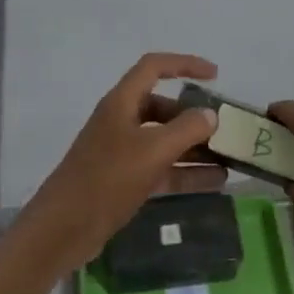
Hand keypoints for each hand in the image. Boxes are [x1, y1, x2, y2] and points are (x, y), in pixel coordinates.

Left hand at [22, 53, 227, 270]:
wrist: (63, 229)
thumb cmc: (106, 179)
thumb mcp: (152, 151)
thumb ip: (186, 130)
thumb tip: (210, 115)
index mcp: (122, 102)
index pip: (155, 67)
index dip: (185, 64)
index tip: (215, 76)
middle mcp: (122, 120)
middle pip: (163, 107)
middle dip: (194, 116)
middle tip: (225, 129)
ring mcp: (122, 152)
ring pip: (165, 140)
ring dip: (195, 147)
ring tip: (229, 157)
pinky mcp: (125, 180)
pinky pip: (162, 168)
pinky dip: (186, 172)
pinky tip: (215, 181)